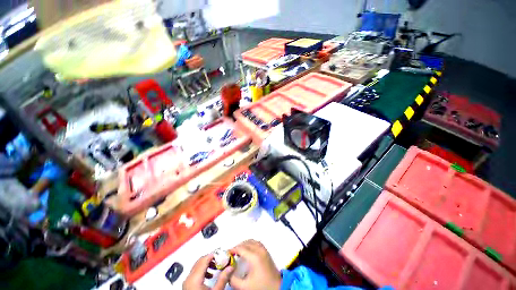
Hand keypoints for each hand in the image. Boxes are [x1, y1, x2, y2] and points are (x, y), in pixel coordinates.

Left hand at [183, 254, 233, 289]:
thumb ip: (223, 278)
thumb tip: (231, 267)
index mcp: (195, 278)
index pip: (204, 259)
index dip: (214, 255)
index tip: (223, 255)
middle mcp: (189, 277)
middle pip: (200, 261)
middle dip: (211, 259)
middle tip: (221, 260)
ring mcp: (187, 281)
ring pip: (197, 266)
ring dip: (207, 264)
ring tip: (216, 267)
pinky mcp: (187, 285)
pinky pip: (194, 272)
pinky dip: (202, 270)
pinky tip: (210, 275)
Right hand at [229, 240, 280, 289]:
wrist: (277, 288)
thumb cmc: (262, 287)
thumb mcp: (245, 287)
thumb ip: (233, 280)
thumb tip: (227, 272)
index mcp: (254, 257)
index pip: (241, 248)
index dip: (233, 250)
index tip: (227, 254)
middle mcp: (259, 250)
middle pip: (246, 243)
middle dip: (237, 247)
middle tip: (231, 254)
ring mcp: (264, 250)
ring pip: (251, 241)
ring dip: (244, 244)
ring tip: (238, 252)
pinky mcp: (266, 252)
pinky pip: (256, 243)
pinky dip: (250, 244)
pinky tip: (247, 252)